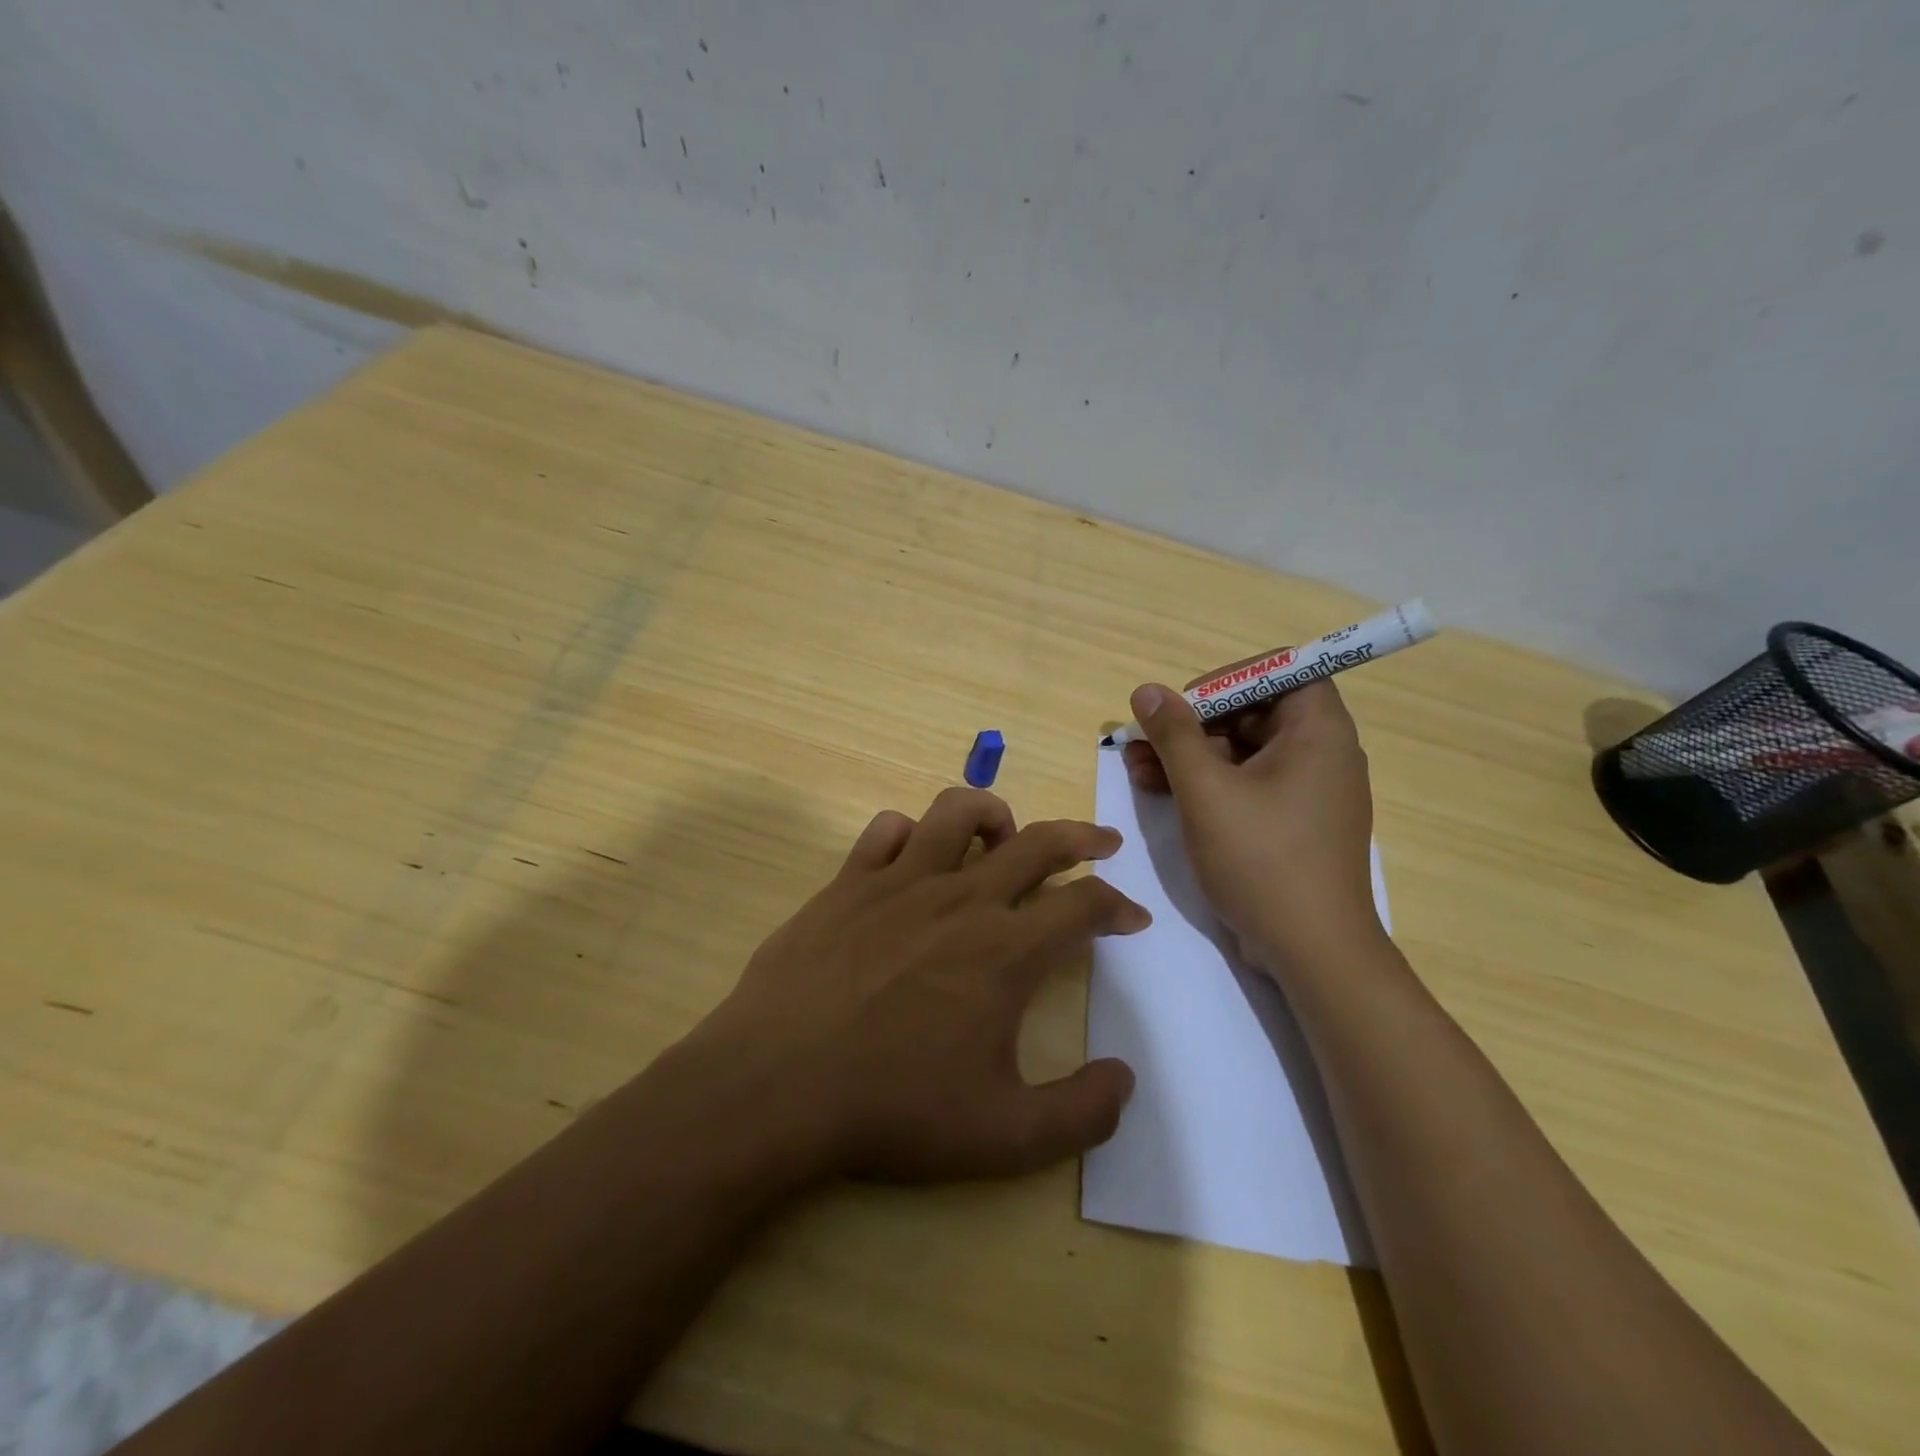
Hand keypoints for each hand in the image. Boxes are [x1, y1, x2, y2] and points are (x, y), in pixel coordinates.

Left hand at [681, 788, 1150, 1183]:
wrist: (776, 1086)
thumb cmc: (894, 1110)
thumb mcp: (1005, 1136)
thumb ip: (1081, 1112)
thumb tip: (1124, 1079)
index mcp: (1006, 950)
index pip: (1083, 905)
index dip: (1118, 906)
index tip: (1131, 918)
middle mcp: (961, 899)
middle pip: (1037, 841)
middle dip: (1082, 837)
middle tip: (1102, 843)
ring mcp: (899, 882)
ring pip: (958, 811)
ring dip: (994, 815)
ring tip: (1004, 837)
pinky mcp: (848, 882)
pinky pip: (886, 830)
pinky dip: (912, 834)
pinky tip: (914, 859)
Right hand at [1121, 672, 1381, 970]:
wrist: (1312, 951)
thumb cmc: (1262, 859)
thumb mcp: (1206, 791)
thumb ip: (1175, 735)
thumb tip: (1147, 691)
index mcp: (1318, 732)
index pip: (1280, 671)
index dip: (1228, 679)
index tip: (1184, 704)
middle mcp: (1321, 753)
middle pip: (1254, 712)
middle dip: (1194, 724)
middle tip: (1145, 741)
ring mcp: (1308, 792)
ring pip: (1244, 752)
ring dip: (1191, 756)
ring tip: (1137, 769)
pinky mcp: (1293, 823)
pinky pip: (1248, 785)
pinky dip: (1209, 784)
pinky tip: (1162, 793)